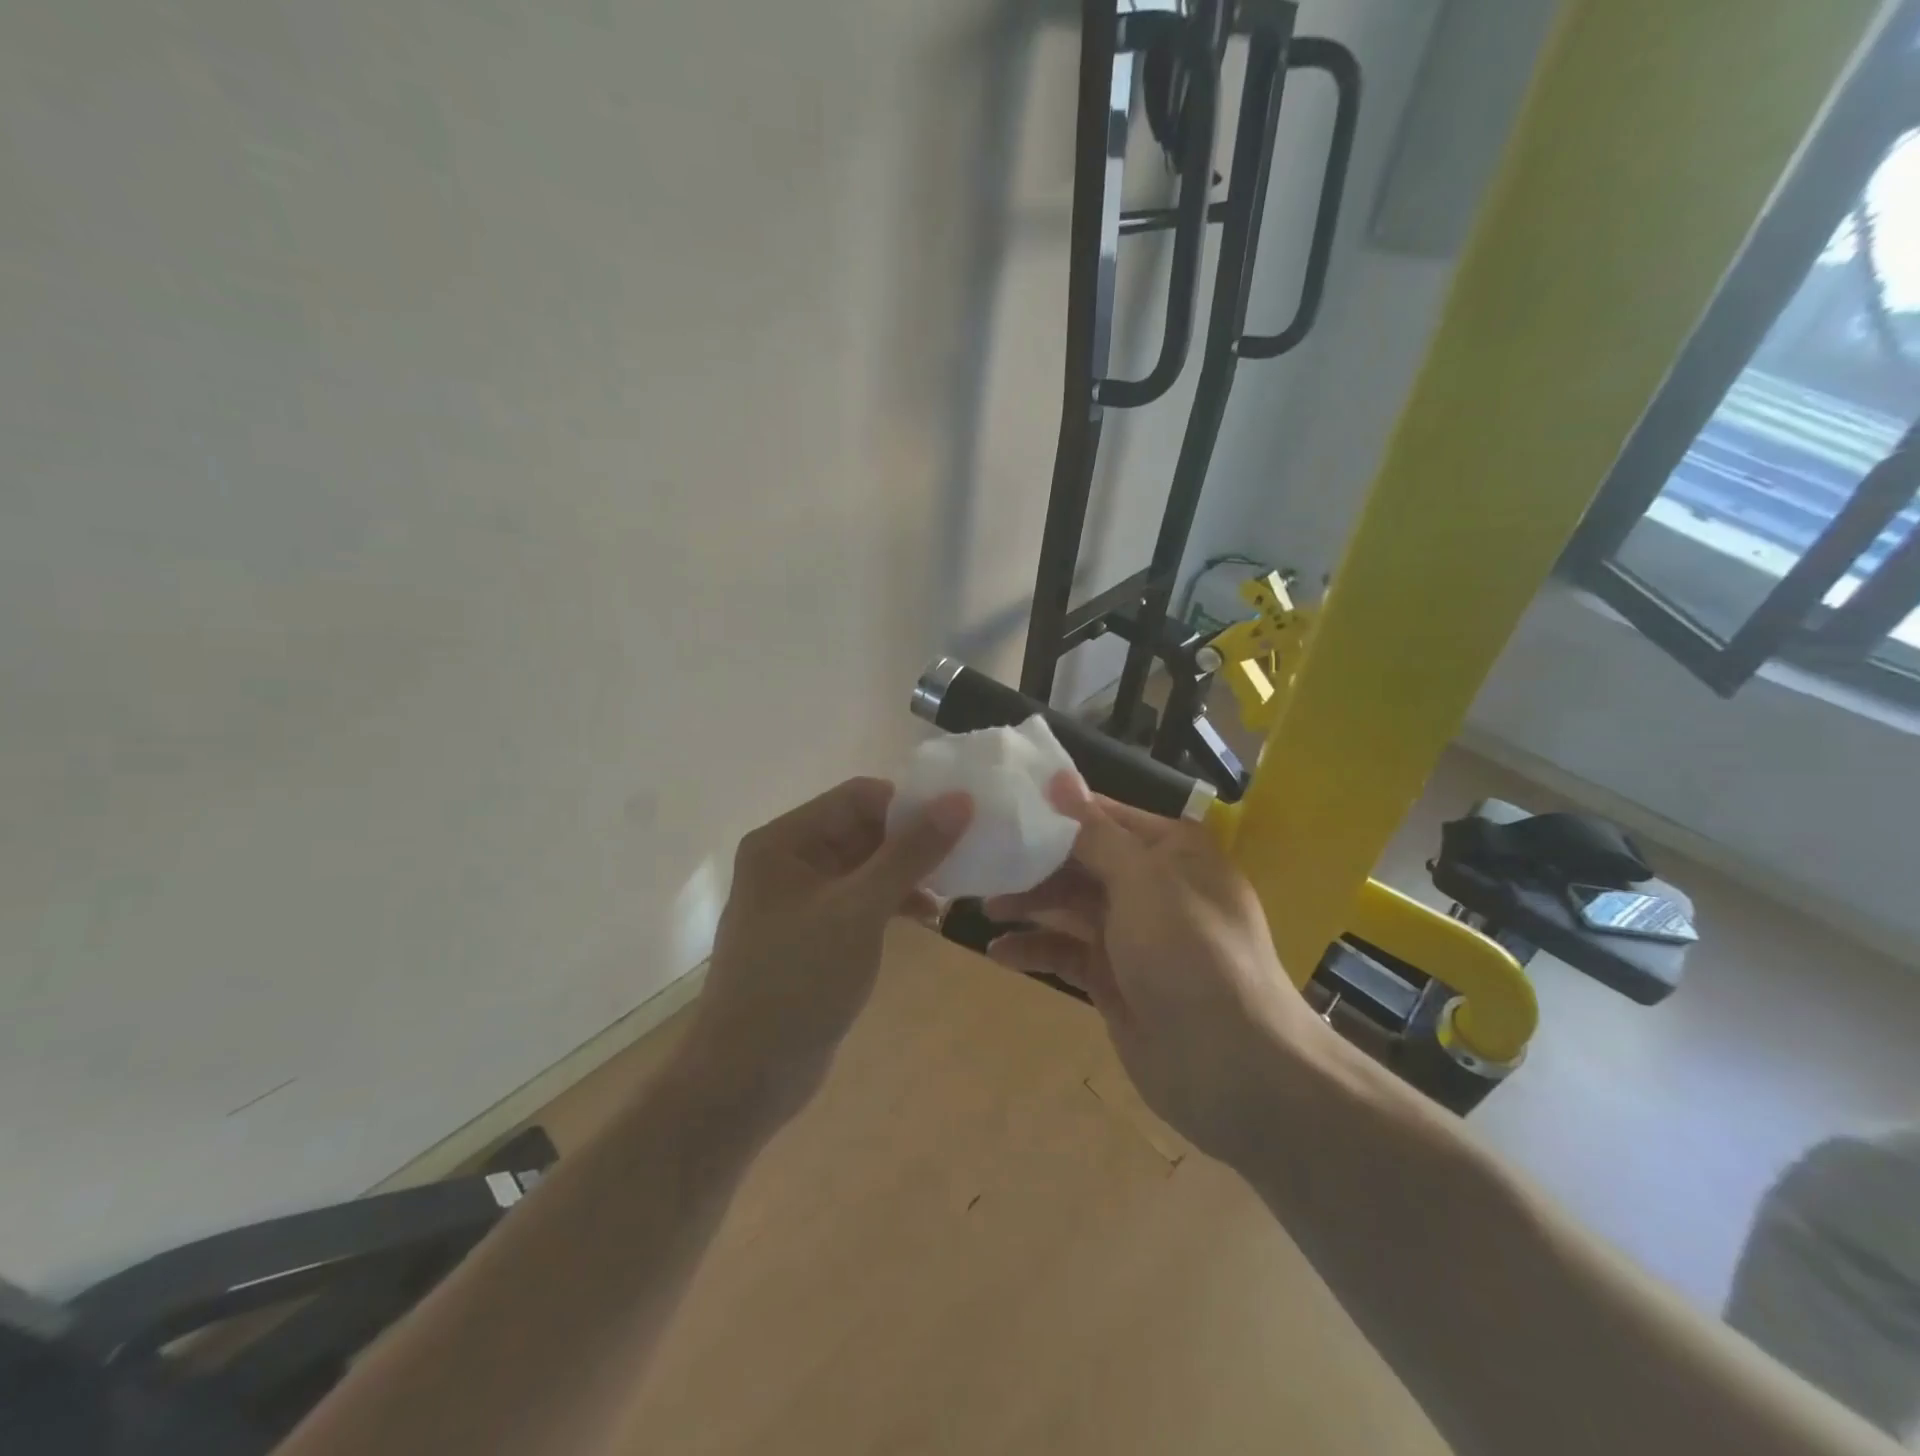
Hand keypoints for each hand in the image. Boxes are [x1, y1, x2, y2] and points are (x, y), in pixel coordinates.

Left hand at [680, 777, 972, 1126]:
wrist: (747, 1076)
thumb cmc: (799, 980)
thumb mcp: (860, 910)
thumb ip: (911, 852)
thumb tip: (960, 799)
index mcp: (785, 841)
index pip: (857, 797)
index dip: (909, 805)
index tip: (959, 822)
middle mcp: (789, 859)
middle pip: (862, 828)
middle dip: (912, 841)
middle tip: (965, 857)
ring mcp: (801, 898)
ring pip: (866, 865)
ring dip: (907, 873)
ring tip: (952, 888)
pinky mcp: (815, 932)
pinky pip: (861, 899)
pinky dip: (893, 901)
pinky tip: (929, 916)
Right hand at [984, 773, 1324, 1161]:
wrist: (1231, 1067)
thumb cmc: (1189, 952)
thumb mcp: (1143, 880)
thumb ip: (1094, 833)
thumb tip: (1060, 778)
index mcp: (1170, 850)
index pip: (1103, 815)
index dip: (1054, 809)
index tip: (1001, 803)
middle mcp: (1152, 885)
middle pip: (1081, 860)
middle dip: (1034, 860)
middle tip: (981, 858)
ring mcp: (1132, 935)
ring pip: (1070, 906)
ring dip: (1029, 903)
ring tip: (984, 905)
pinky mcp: (1113, 978)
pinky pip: (1067, 952)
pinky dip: (1035, 949)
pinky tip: (998, 952)